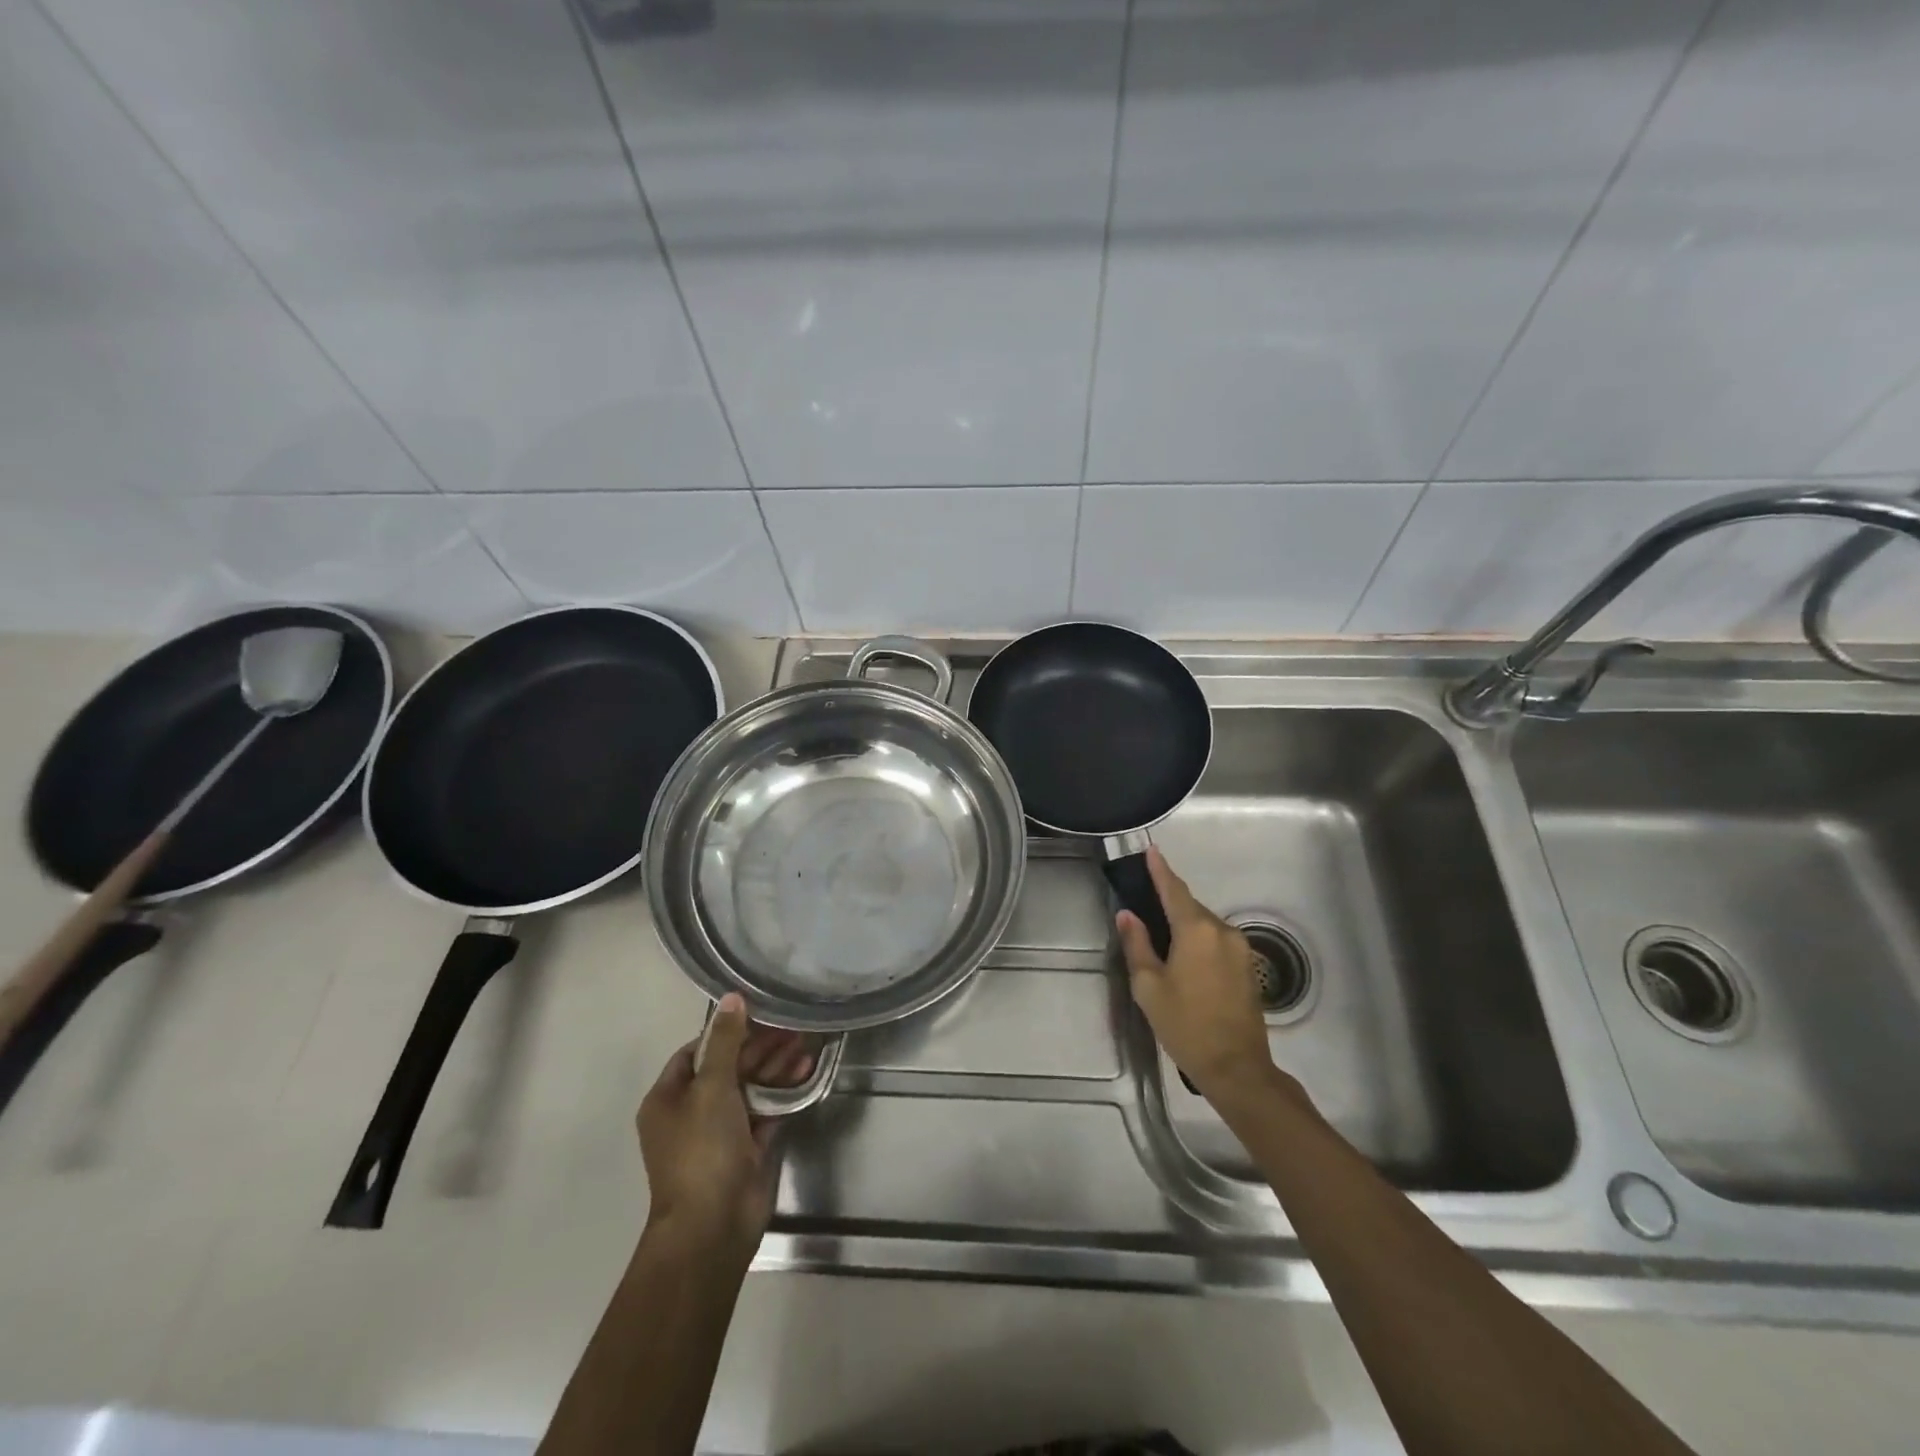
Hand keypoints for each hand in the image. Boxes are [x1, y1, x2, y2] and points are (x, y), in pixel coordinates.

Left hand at [637, 994, 813, 1253]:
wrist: (713, 1226)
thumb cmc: (702, 1149)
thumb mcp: (712, 1087)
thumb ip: (726, 1041)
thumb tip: (732, 998)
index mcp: (668, 1098)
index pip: (696, 1051)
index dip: (725, 1032)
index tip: (758, 1015)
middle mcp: (691, 1112)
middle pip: (728, 1068)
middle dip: (759, 1047)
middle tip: (792, 1027)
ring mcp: (720, 1133)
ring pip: (750, 1088)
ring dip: (775, 1067)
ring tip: (806, 1044)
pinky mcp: (746, 1149)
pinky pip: (765, 1110)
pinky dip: (783, 1092)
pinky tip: (806, 1071)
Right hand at [1118, 847, 1276, 1099]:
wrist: (1237, 1068)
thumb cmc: (1185, 1026)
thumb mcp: (1149, 987)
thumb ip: (1137, 944)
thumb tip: (1127, 915)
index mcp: (1196, 930)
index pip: (1174, 890)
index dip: (1160, 869)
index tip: (1150, 850)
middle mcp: (1222, 931)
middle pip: (1190, 906)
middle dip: (1169, 902)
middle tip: (1145, 904)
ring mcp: (1240, 948)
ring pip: (1205, 924)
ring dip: (1185, 924)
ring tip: (1162, 938)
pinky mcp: (1248, 966)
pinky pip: (1217, 940)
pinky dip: (1199, 939)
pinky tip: (1185, 957)